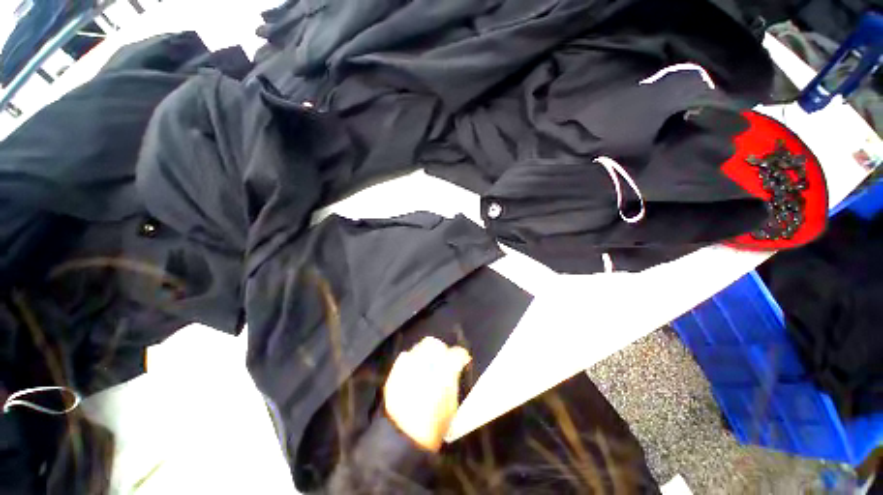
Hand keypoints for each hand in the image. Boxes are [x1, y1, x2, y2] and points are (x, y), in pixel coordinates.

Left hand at [383, 337, 471, 451]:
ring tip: (429, 366)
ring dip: (426, 353)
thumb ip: (453, 380)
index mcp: (441, 375)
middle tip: (444, 360)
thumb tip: (457, 366)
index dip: (461, 354)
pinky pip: (404, 357)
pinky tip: (415, 372)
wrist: (403, 440)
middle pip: (432, 344)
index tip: (463, 359)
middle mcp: (423, 366)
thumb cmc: (434, 426)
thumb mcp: (451, 405)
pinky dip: (412, 360)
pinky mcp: (394, 374)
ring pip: (418, 347)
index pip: (455, 354)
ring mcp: (405, 369)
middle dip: (441, 349)